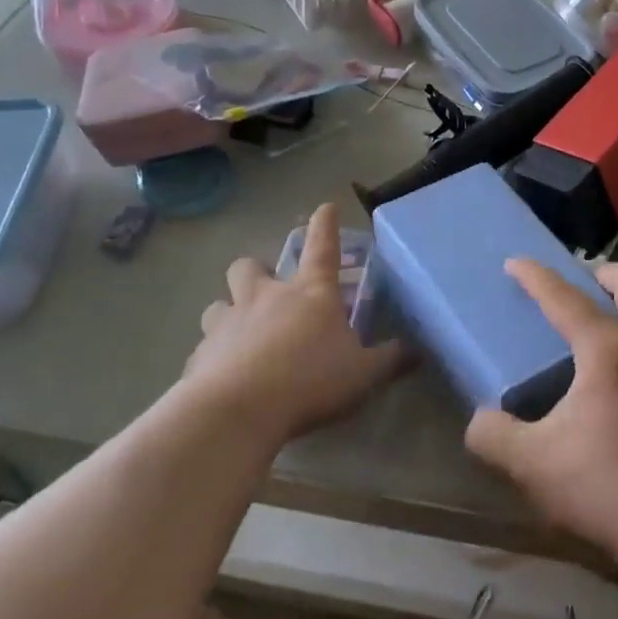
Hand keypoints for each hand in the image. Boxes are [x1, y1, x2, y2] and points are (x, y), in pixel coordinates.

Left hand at [190, 204, 402, 445]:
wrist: (239, 411)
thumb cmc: (310, 381)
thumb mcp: (363, 374)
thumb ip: (390, 360)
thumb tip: (417, 350)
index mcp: (310, 294)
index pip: (322, 247)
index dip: (325, 225)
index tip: (325, 207)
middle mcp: (266, 298)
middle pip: (248, 266)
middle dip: (255, 271)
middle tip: (265, 291)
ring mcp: (228, 323)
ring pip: (218, 304)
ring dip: (228, 313)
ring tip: (239, 335)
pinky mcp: (200, 355)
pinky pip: (204, 349)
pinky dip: (212, 358)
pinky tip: (221, 378)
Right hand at [464, 260, 617, 565]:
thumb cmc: (609, 487)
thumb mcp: (534, 466)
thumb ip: (495, 436)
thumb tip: (481, 420)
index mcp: (609, 351)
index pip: (566, 298)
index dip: (537, 276)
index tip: (517, 263)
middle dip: (607, 272)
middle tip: (586, 283)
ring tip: (605, 347)